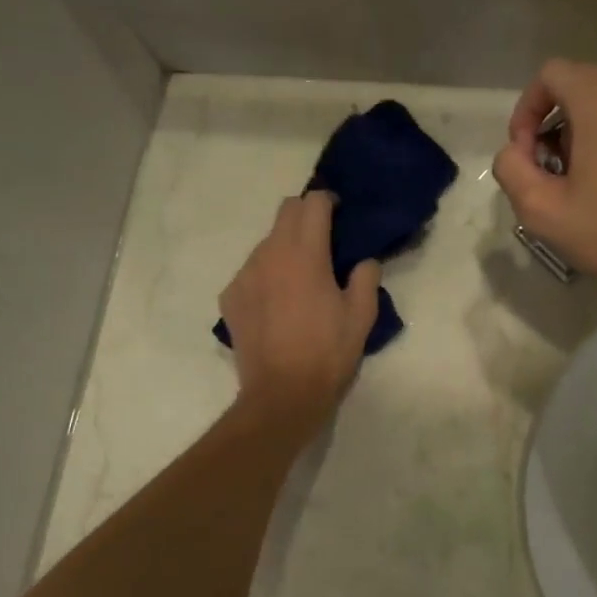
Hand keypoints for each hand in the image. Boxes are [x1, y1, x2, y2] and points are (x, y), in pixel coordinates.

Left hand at [220, 192, 380, 432]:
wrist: (281, 394)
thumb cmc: (327, 353)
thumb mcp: (361, 316)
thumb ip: (365, 278)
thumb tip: (363, 261)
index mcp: (305, 253)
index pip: (312, 203)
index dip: (327, 202)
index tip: (339, 214)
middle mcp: (269, 254)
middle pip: (284, 212)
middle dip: (304, 215)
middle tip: (322, 238)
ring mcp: (244, 275)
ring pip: (265, 243)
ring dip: (284, 247)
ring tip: (299, 278)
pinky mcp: (230, 297)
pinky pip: (250, 272)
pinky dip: (266, 275)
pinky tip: (276, 303)